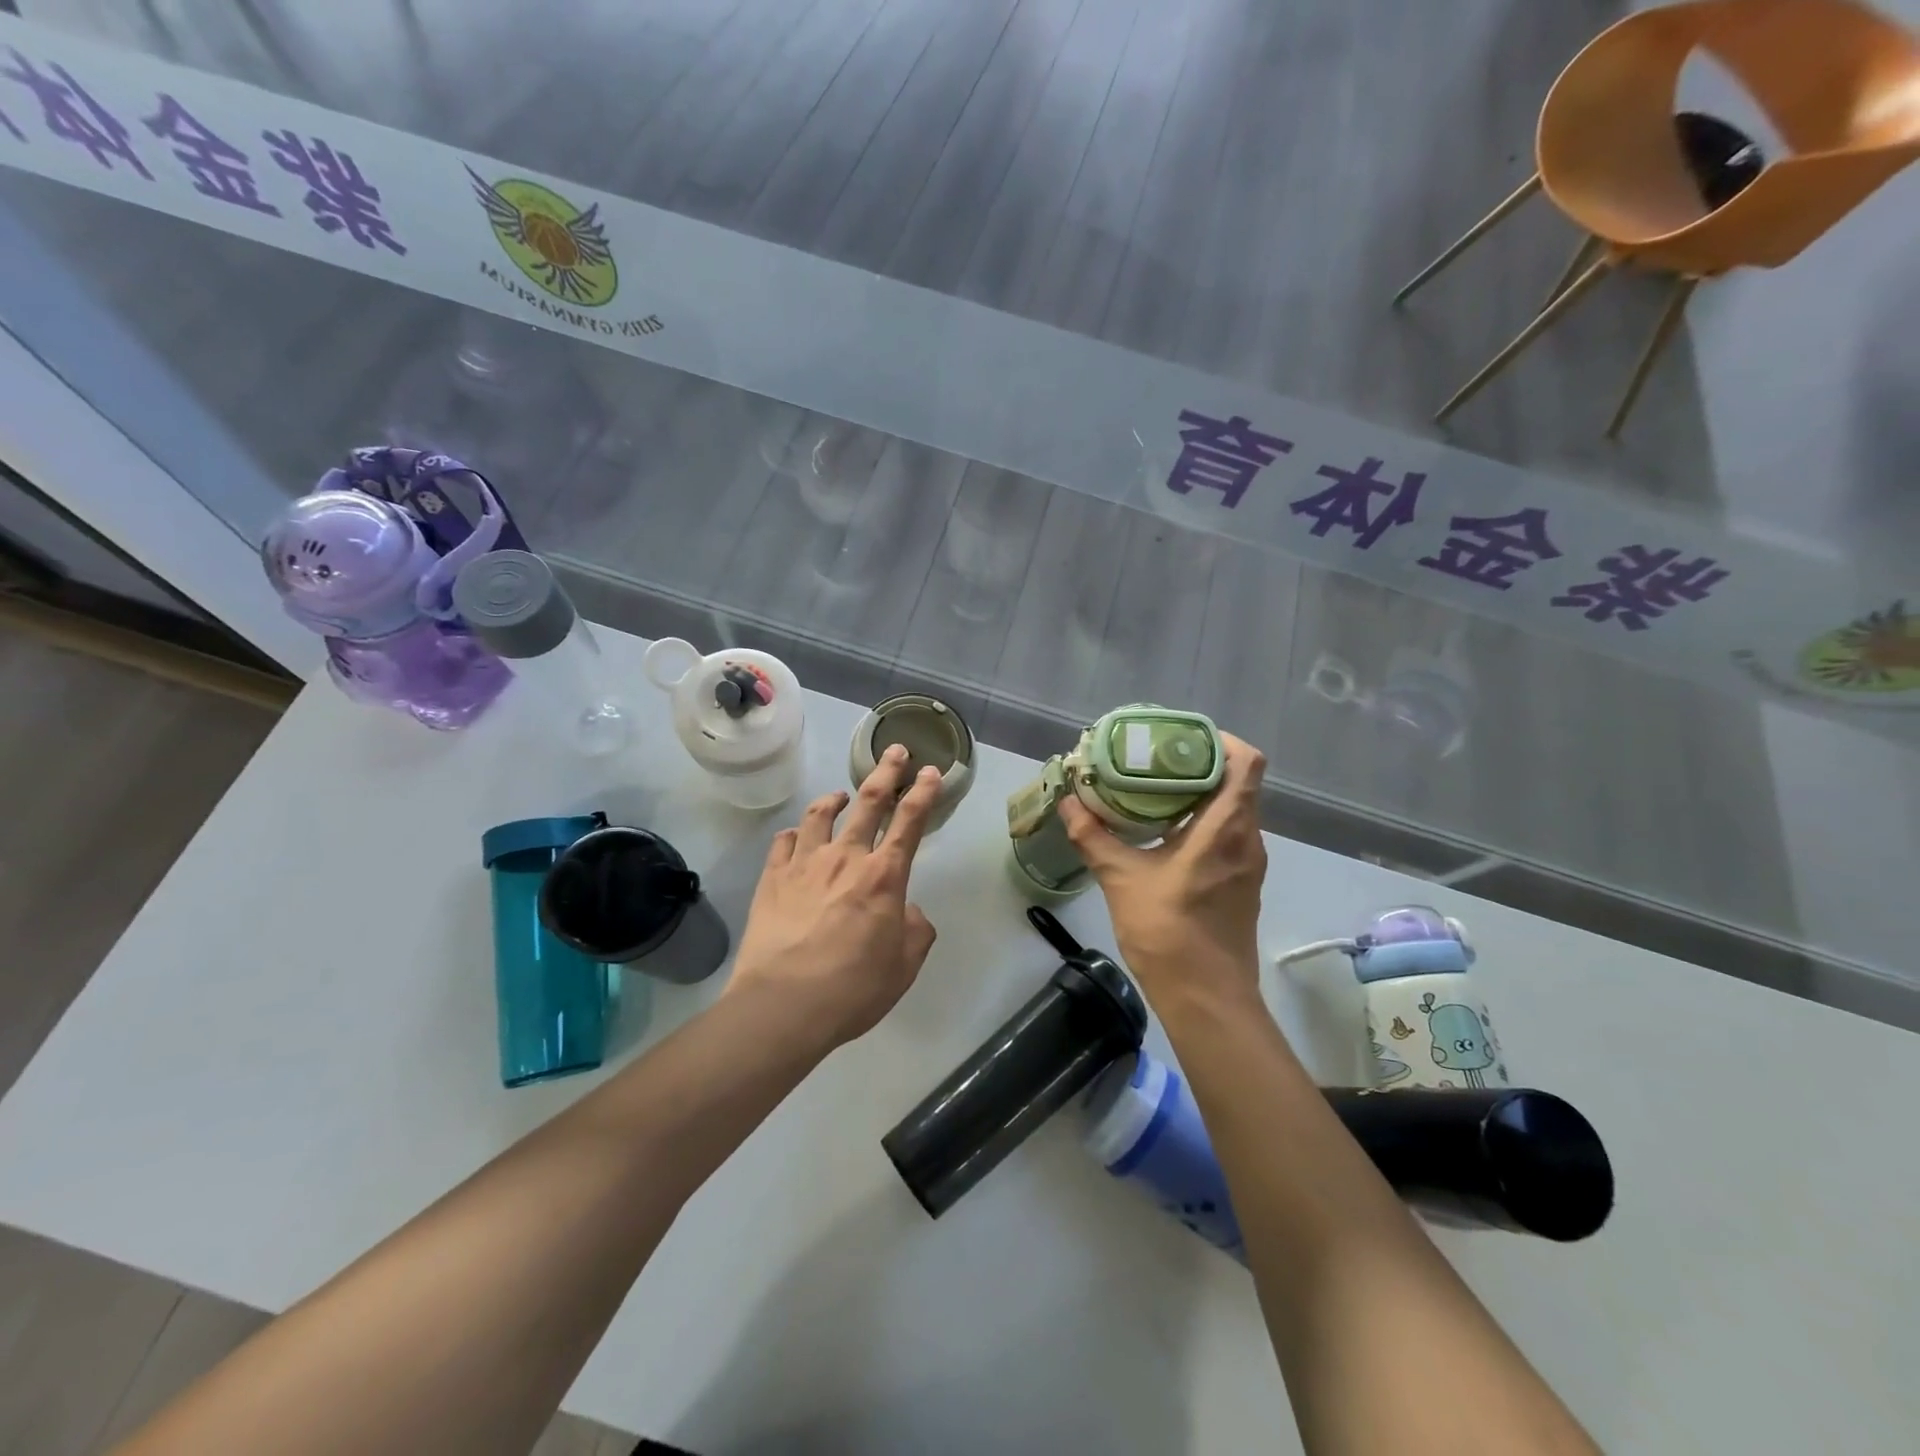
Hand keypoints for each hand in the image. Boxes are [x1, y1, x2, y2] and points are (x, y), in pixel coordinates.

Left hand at [725, 745, 940, 1051]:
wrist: (784, 1005)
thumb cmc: (853, 988)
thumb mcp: (903, 966)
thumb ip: (914, 930)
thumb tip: (906, 911)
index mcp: (884, 876)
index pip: (910, 822)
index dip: (924, 793)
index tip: (930, 771)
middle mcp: (846, 858)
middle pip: (869, 802)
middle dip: (886, 772)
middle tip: (894, 751)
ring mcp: (804, 864)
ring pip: (820, 814)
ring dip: (834, 798)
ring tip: (841, 795)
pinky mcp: (772, 878)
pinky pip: (784, 842)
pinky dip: (795, 834)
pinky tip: (797, 836)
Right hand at [1059, 732, 1267, 1005]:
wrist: (1207, 999)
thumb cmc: (1169, 933)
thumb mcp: (1121, 880)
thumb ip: (1094, 836)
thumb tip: (1068, 803)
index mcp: (1226, 829)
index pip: (1247, 764)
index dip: (1221, 741)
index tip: (1182, 738)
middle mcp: (1248, 839)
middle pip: (1238, 782)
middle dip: (1200, 764)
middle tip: (1155, 758)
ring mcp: (1249, 863)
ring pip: (1234, 810)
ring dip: (1201, 794)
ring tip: (1156, 788)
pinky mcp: (1243, 883)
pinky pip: (1229, 834)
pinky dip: (1203, 821)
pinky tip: (1166, 831)